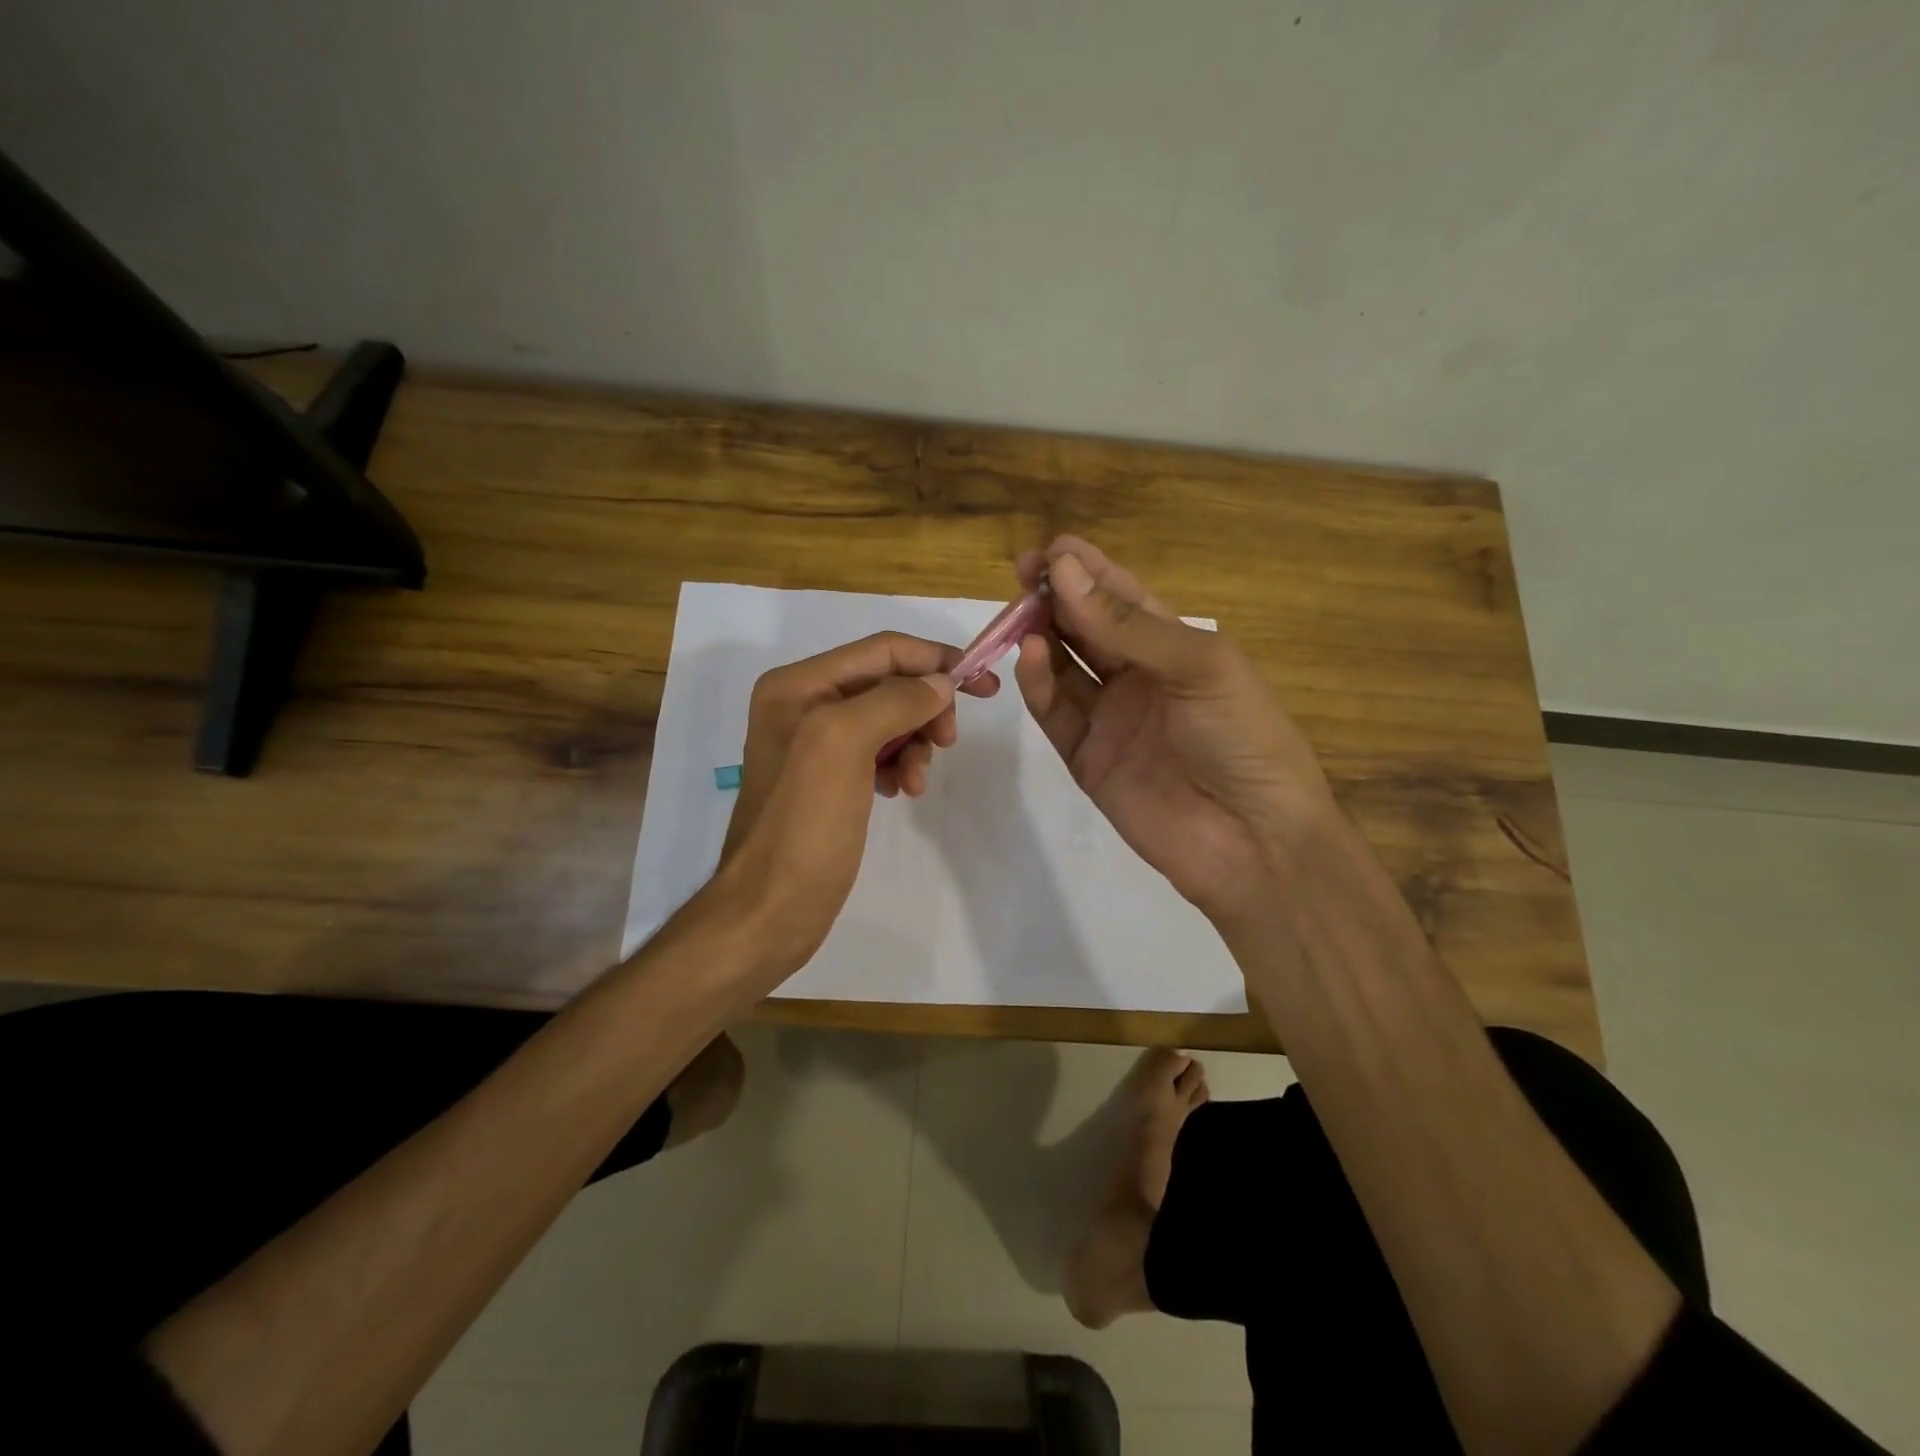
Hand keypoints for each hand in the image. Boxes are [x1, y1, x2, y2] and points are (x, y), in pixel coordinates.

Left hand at [709, 632, 1000, 981]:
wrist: (770, 909)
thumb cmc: (804, 824)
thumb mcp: (844, 744)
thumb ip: (895, 701)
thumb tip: (940, 683)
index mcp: (798, 684)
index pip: (882, 650)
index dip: (935, 660)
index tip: (984, 685)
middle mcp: (803, 704)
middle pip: (888, 683)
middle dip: (925, 707)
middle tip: (949, 741)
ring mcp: (815, 743)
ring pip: (889, 719)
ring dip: (915, 743)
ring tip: (917, 782)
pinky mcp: (828, 778)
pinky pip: (878, 752)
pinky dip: (899, 765)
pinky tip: (901, 791)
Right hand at [1013, 536, 1336, 926]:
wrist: (1253, 842)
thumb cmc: (1242, 739)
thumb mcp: (1199, 667)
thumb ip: (1127, 625)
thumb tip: (1062, 571)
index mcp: (1177, 647)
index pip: (1124, 598)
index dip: (1087, 571)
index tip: (1049, 550)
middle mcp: (1140, 677)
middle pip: (1087, 627)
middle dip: (1055, 598)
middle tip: (1021, 574)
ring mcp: (1110, 718)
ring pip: (1064, 666)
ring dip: (1041, 636)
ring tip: (1019, 613)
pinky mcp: (1087, 758)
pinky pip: (1056, 713)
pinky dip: (1038, 684)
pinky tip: (1029, 656)